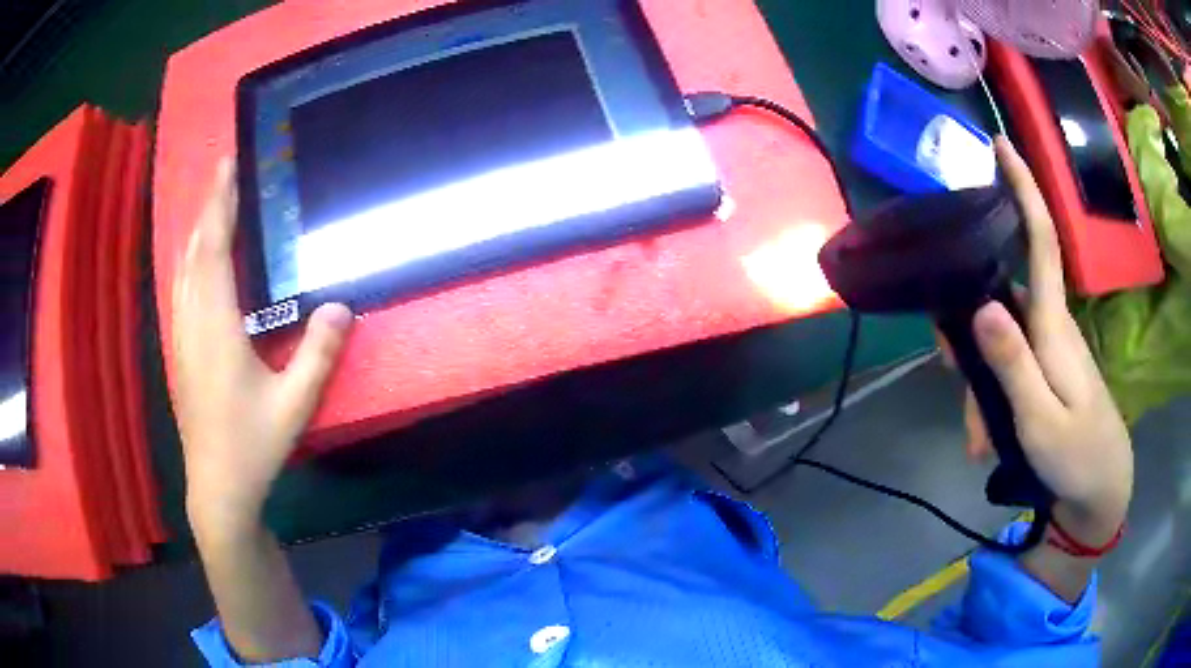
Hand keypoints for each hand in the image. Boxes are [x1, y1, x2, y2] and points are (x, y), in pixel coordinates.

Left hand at [172, 160, 353, 536]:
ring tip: (212, 207)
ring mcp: (182, 339)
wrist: (217, 487)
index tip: (226, 165)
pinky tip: (198, 263)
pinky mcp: (180, 353)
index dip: (219, 205)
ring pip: (183, 271)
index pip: (214, 250)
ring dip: (196, 233)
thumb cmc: (253, 445)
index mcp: (216, 328)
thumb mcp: (294, 403)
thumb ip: (318, 353)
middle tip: (224, 174)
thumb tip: (341, 306)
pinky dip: (190, 262)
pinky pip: (181, 290)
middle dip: (207, 208)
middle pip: (194, 252)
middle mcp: (192, 323)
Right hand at [961, 139, 1132, 545]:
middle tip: (952, 375)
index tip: (999, 145)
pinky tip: (987, 440)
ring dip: (979, 383)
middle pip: (1000, 298)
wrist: (1100, 493)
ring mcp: (1048, 349)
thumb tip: (978, 306)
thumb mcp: (1040, 421)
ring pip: (999, 340)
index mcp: (1053, 325)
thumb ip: (1012, 364)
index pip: (1040, 239)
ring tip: (978, 439)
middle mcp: (1050, 324)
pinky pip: (1008, 366)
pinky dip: (991, 398)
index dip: (1022, 188)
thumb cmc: (1077, 457)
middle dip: (970, 327)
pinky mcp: (1045, 370)